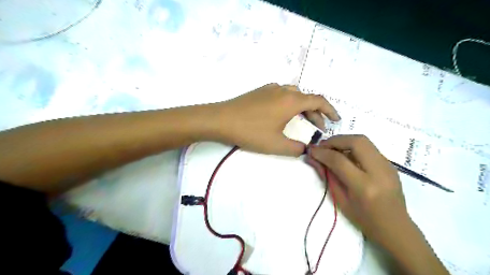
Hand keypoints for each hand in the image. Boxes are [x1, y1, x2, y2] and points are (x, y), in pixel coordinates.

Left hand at [215, 83, 341, 155]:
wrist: (221, 120)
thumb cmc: (251, 132)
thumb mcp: (276, 145)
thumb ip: (296, 148)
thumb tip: (305, 149)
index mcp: (291, 101)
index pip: (319, 101)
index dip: (330, 110)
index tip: (336, 120)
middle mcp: (283, 90)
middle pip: (307, 98)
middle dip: (316, 113)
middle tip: (318, 128)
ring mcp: (270, 89)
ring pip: (294, 95)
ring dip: (302, 107)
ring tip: (302, 121)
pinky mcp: (260, 91)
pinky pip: (281, 94)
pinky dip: (289, 103)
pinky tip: (282, 114)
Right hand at [308, 136, 409, 248]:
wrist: (395, 228)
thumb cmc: (364, 220)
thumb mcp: (340, 200)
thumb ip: (327, 176)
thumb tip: (313, 158)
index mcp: (364, 187)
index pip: (339, 160)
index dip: (322, 153)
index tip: (312, 151)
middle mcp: (379, 172)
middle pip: (356, 142)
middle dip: (336, 140)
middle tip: (323, 146)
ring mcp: (388, 166)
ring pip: (364, 141)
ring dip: (344, 141)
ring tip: (332, 149)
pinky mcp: (390, 164)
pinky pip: (369, 148)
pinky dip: (353, 147)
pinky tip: (346, 156)